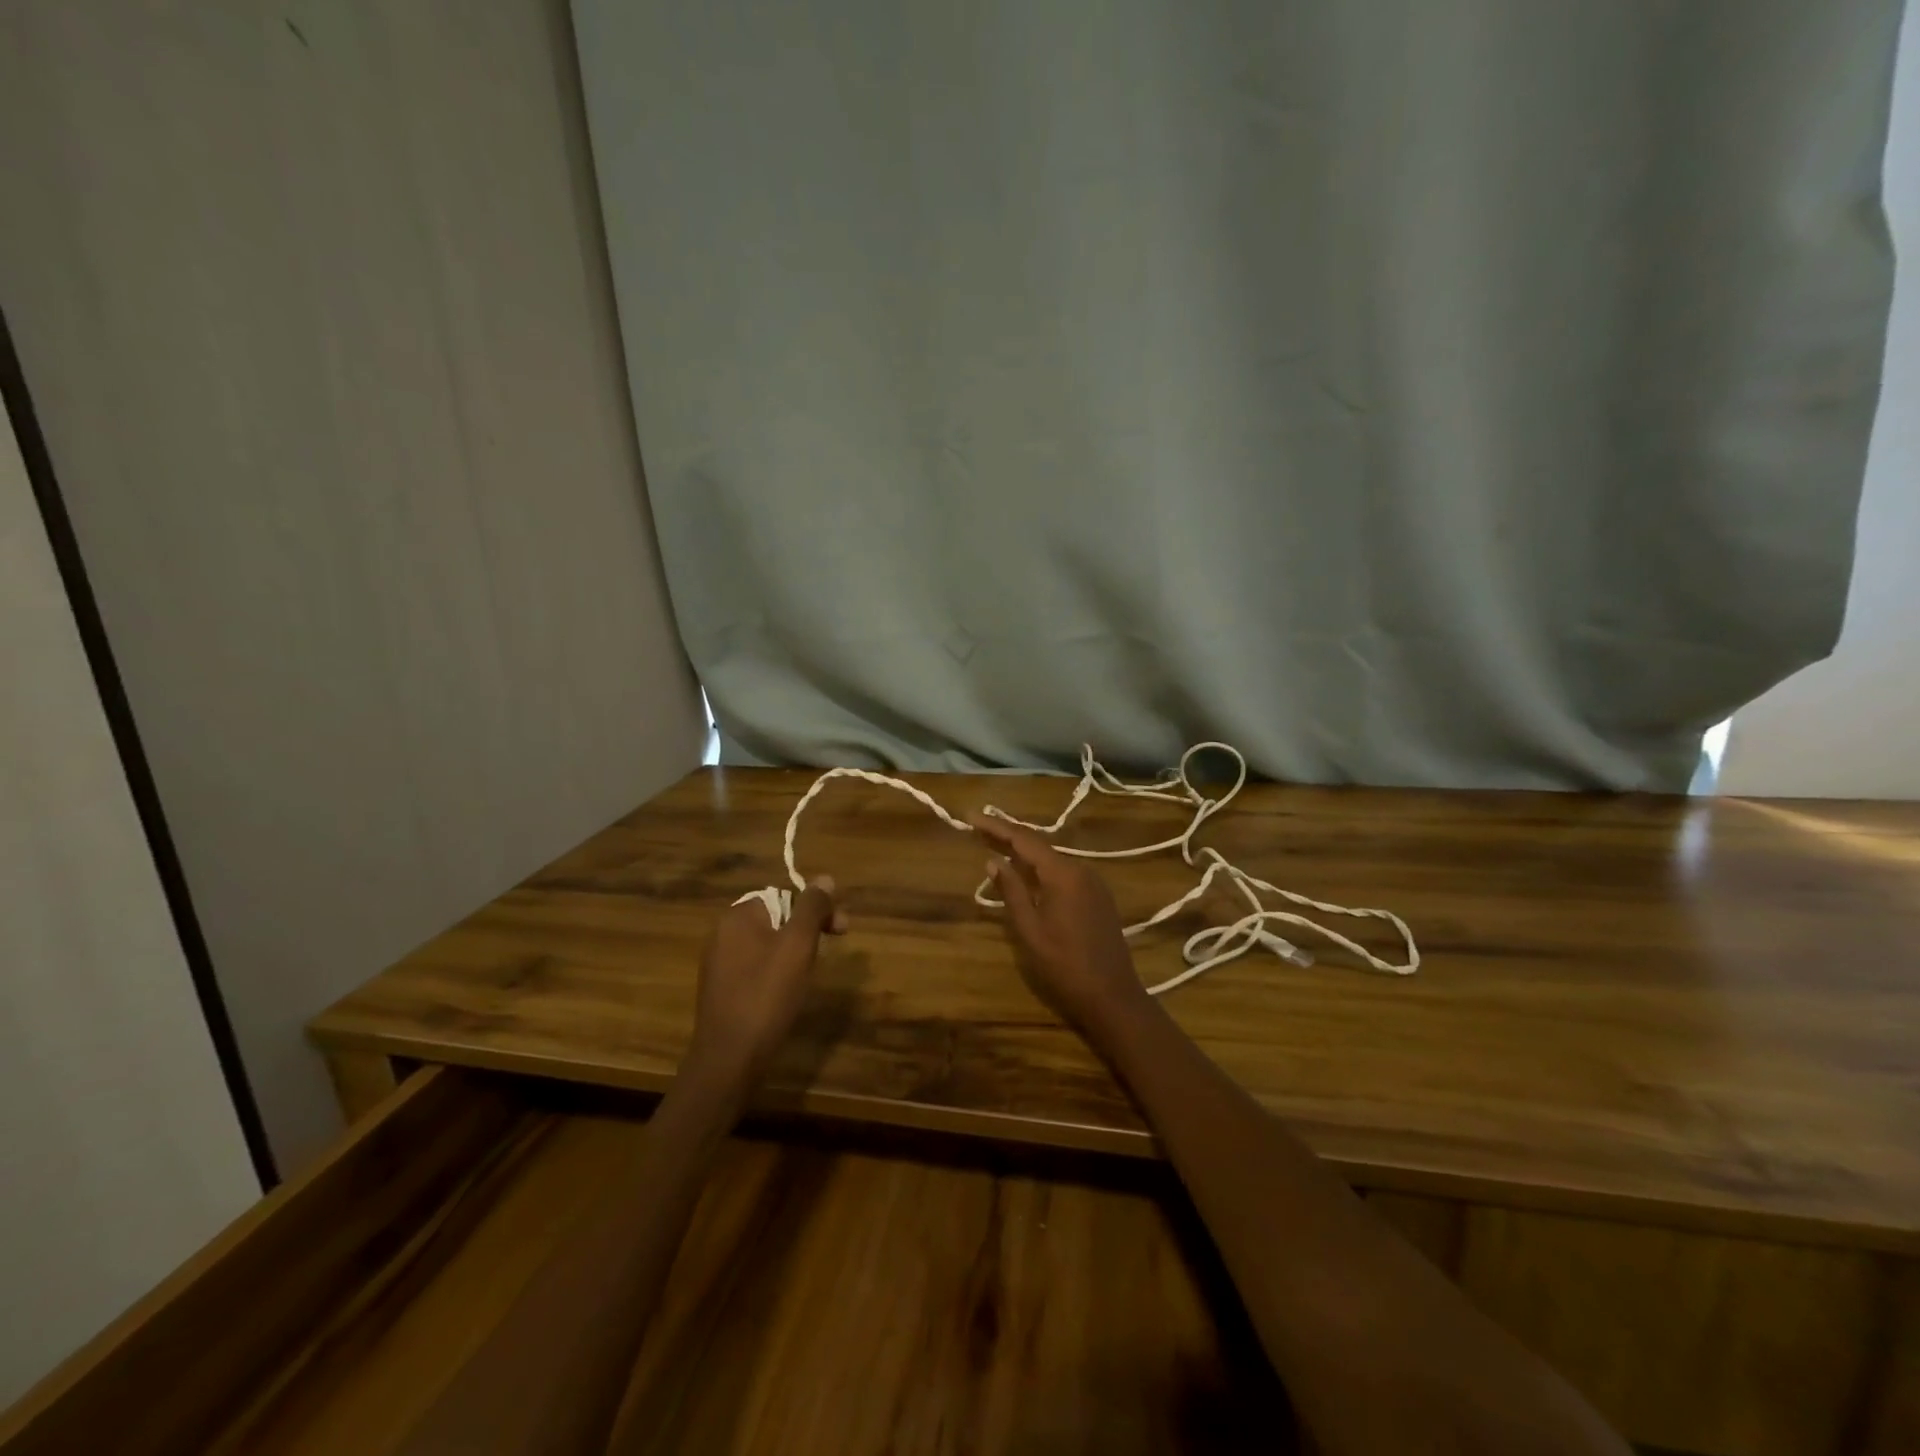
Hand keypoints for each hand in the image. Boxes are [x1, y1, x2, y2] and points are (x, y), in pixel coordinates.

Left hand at [687, 877, 846, 1089]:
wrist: (729, 1059)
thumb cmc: (767, 996)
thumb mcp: (798, 946)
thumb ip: (812, 908)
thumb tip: (825, 878)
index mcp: (739, 916)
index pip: (785, 895)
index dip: (817, 908)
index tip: (841, 929)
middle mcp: (723, 933)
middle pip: (777, 918)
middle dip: (809, 928)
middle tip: (835, 945)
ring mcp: (719, 963)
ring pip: (768, 943)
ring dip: (795, 950)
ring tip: (812, 972)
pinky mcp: (722, 989)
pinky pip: (757, 966)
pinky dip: (777, 971)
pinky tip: (788, 991)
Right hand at [970, 815, 1151, 1039]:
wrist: (1113, 996)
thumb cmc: (1065, 965)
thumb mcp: (1030, 930)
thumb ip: (1012, 891)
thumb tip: (993, 861)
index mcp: (1063, 873)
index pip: (1024, 839)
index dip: (996, 826)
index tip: (971, 816)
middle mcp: (1081, 869)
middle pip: (1038, 845)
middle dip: (1007, 836)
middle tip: (977, 828)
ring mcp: (1093, 882)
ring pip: (1052, 858)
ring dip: (1024, 851)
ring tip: (995, 845)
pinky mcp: (1098, 896)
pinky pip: (1064, 872)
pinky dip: (1040, 867)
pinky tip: (1026, 871)